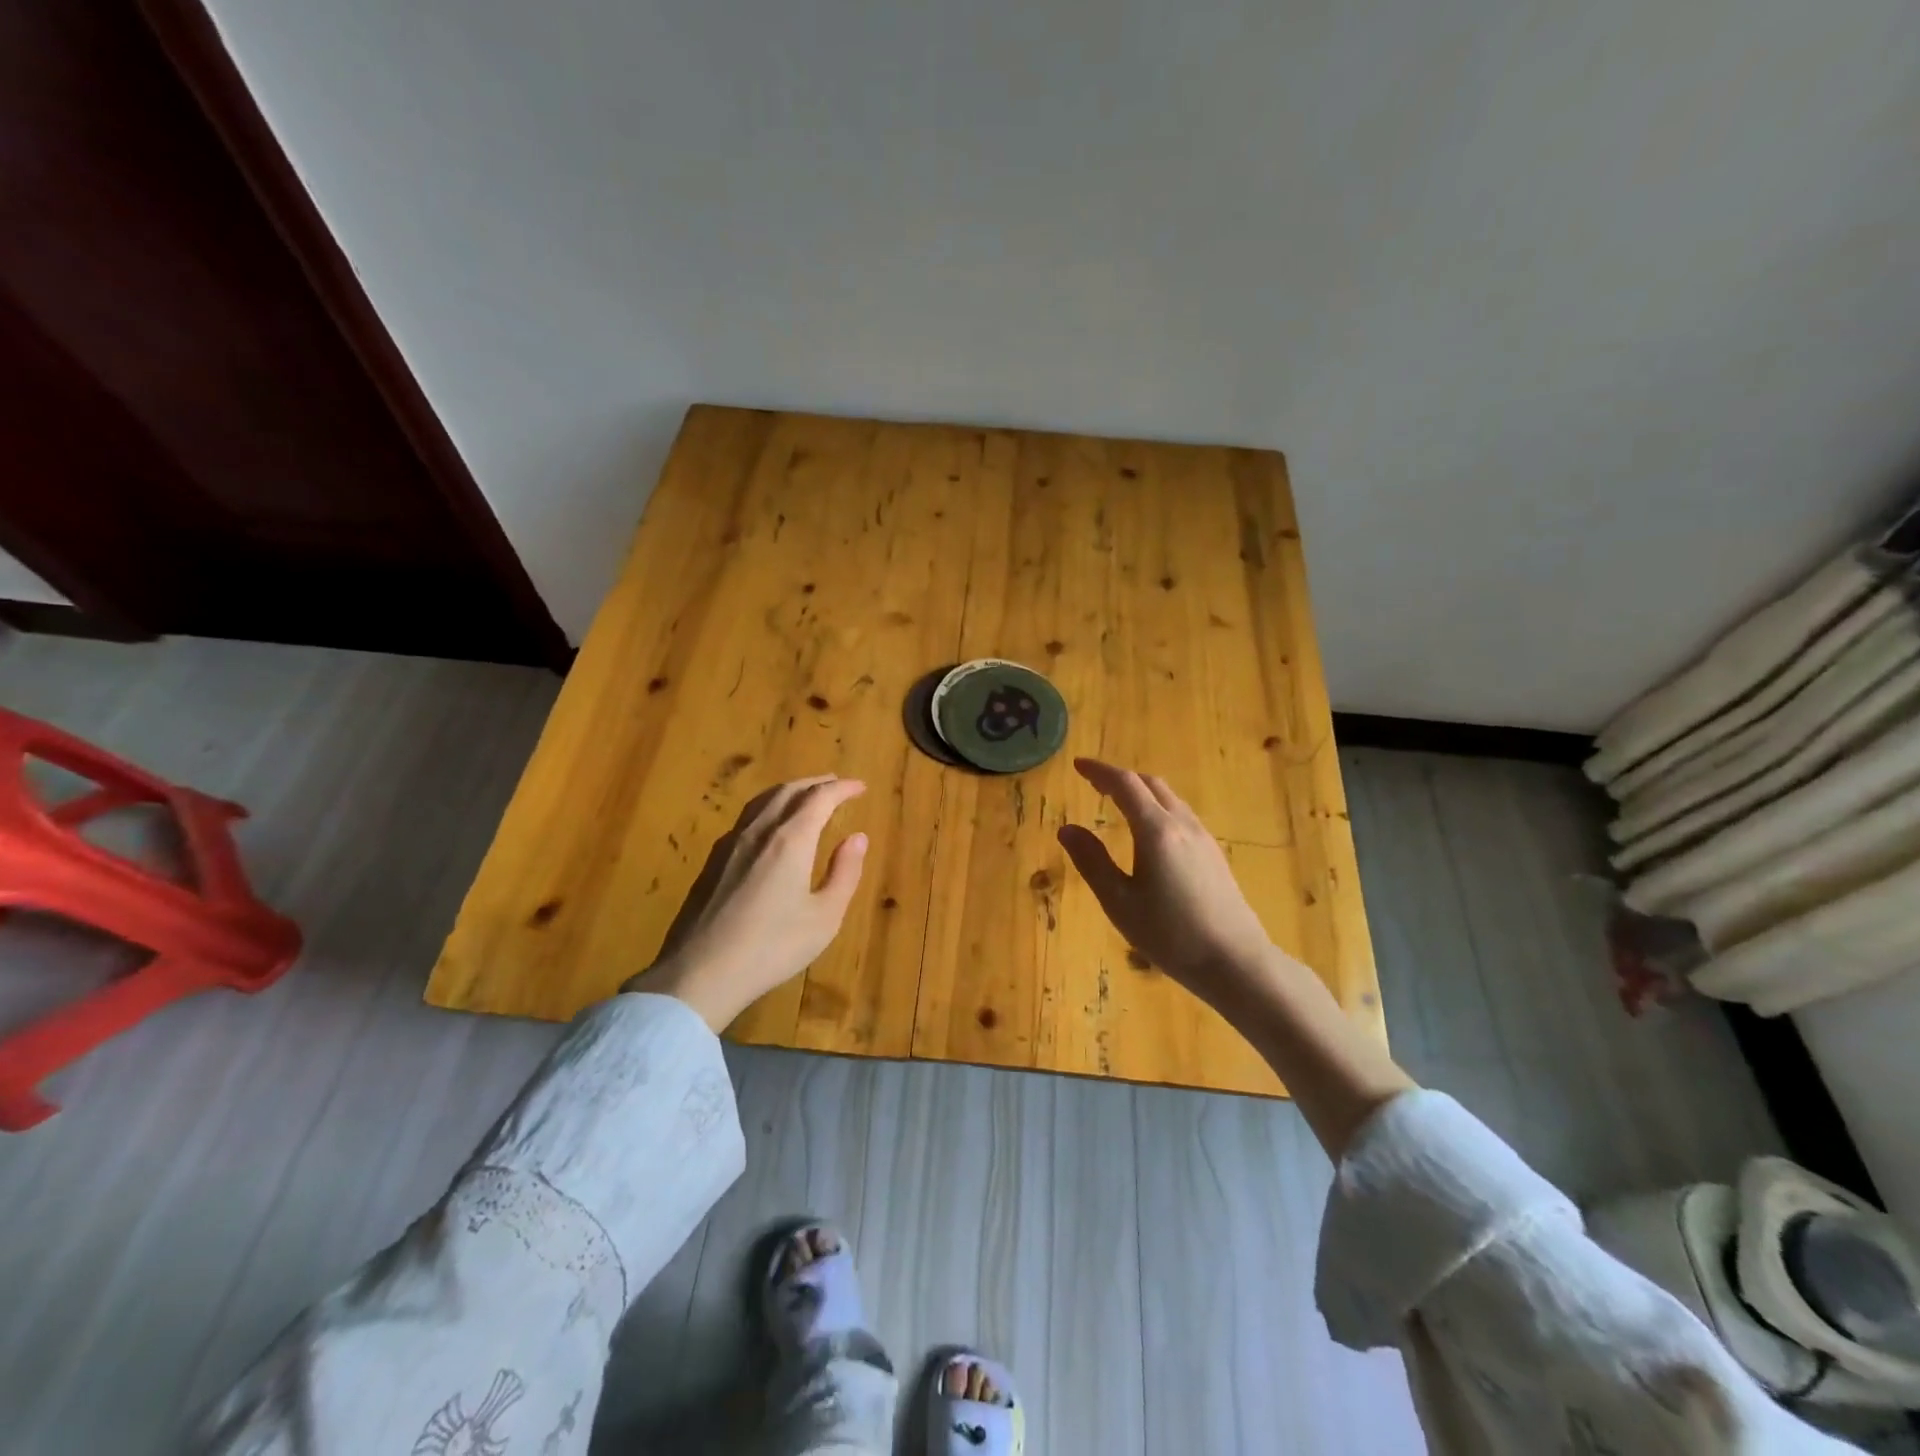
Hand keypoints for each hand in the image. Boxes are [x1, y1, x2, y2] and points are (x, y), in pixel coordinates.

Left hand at [629, 775, 867, 1030]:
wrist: (700, 973)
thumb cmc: (772, 948)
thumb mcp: (824, 917)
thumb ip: (844, 873)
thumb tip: (857, 837)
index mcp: (791, 840)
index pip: (820, 798)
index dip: (842, 789)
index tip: (860, 787)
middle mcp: (759, 831)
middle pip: (788, 791)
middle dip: (816, 783)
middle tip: (836, 784)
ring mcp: (731, 844)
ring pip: (762, 801)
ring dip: (789, 791)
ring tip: (805, 796)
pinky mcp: (713, 862)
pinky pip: (746, 818)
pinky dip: (768, 808)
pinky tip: (769, 827)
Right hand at [1057, 759, 1277, 1010]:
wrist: (1236, 962)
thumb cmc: (1171, 935)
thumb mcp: (1120, 902)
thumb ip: (1092, 862)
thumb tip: (1067, 829)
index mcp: (1156, 831)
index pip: (1125, 785)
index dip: (1099, 771)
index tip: (1077, 765)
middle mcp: (1182, 824)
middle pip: (1150, 785)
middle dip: (1120, 778)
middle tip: (1094, 783)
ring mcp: (1203, 838)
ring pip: (1169, 798)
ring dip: (1141, 791)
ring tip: (1118, 802)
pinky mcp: (1214, 854)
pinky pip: (1181, 815)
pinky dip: (1157, 807)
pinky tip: (1150, 831)